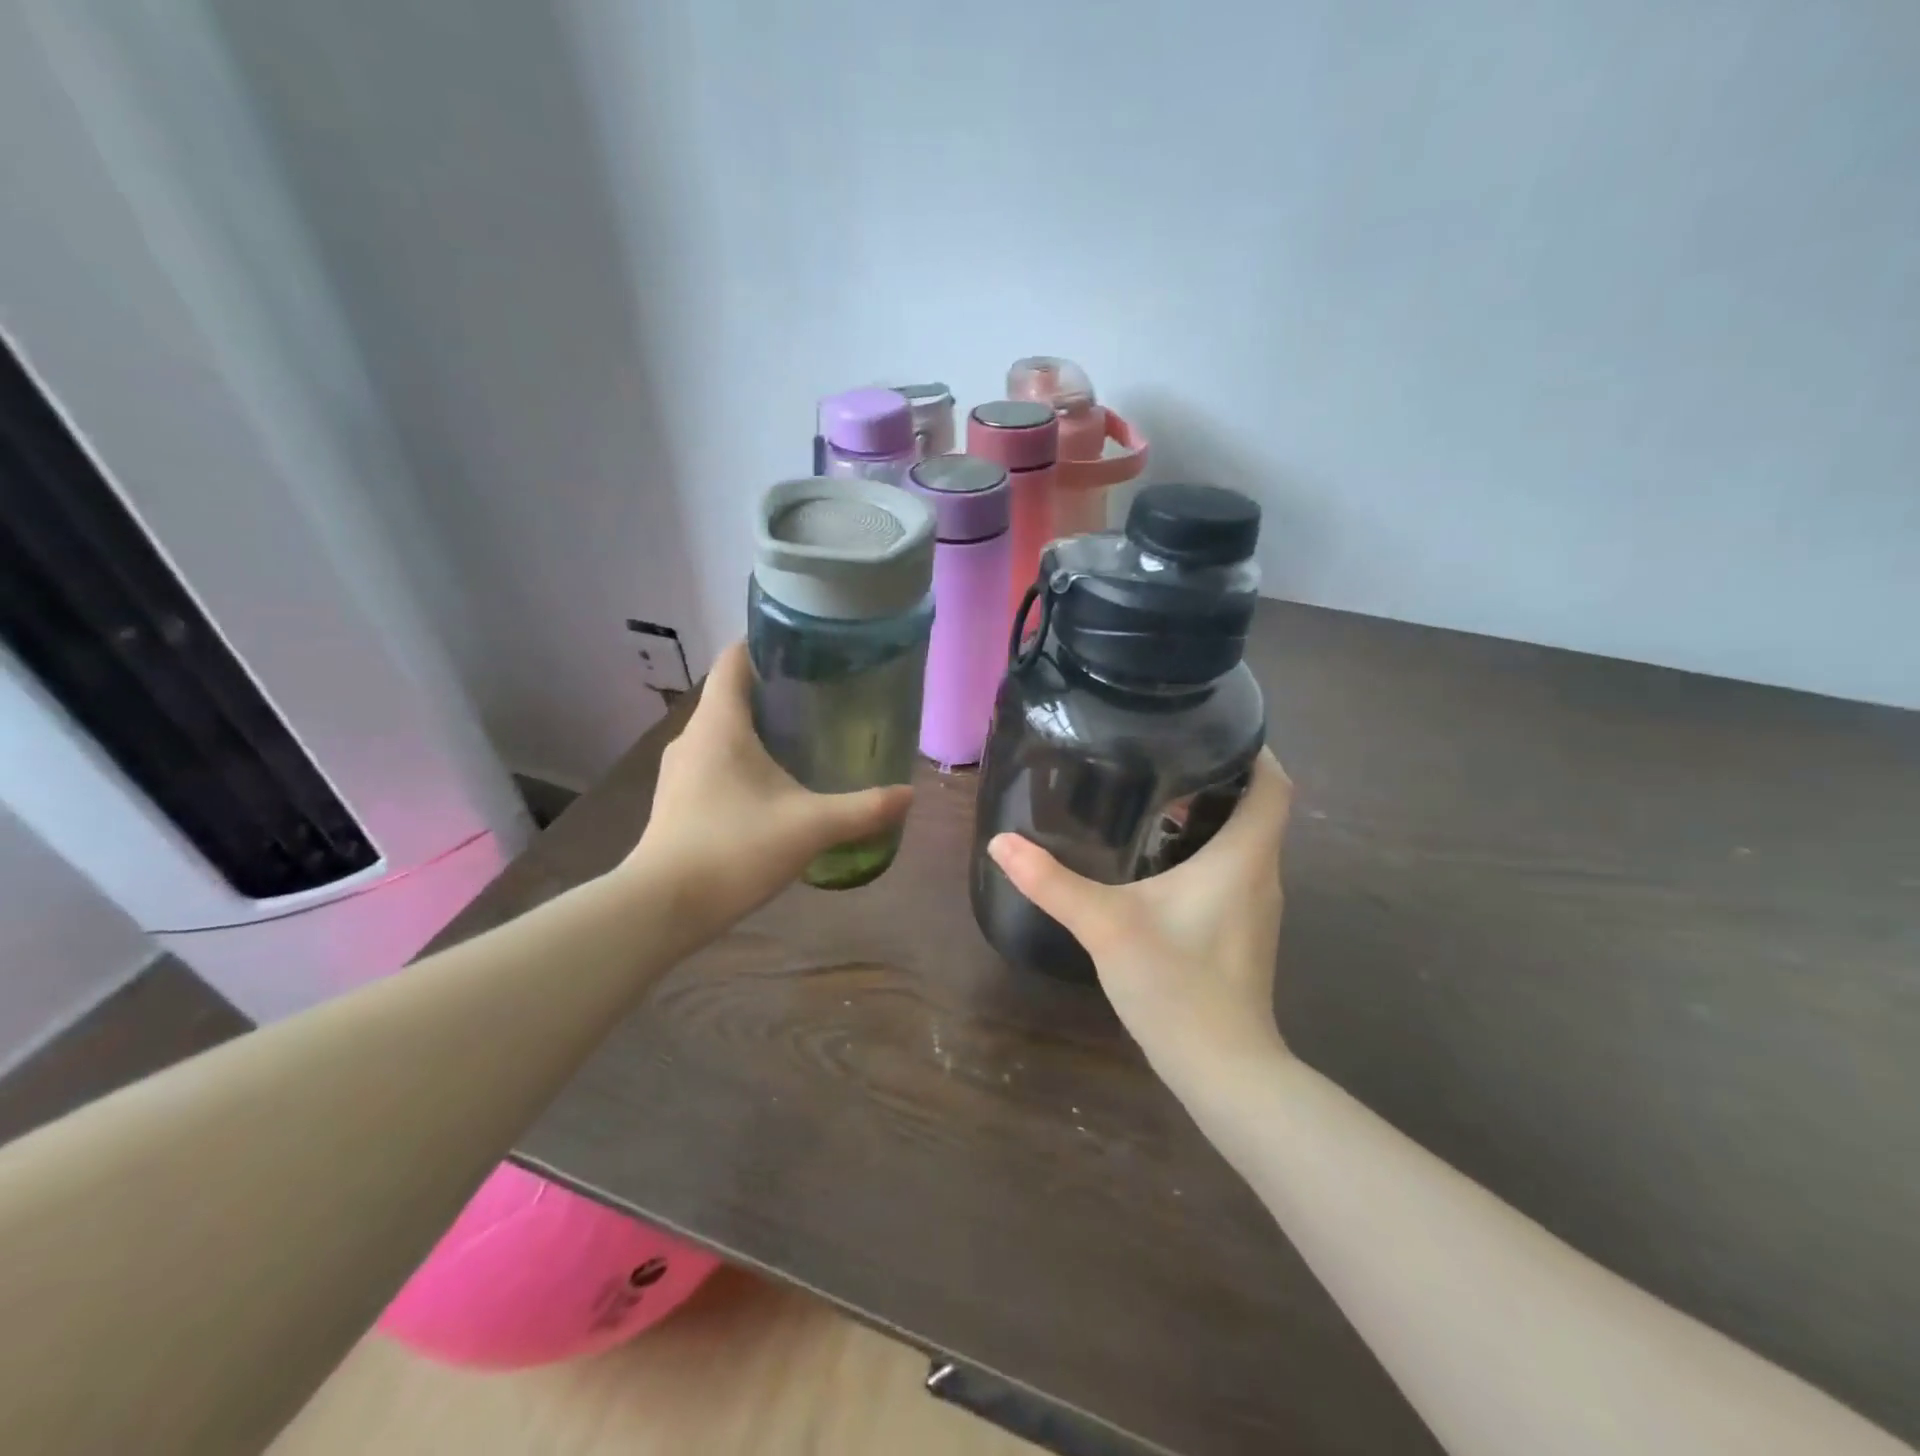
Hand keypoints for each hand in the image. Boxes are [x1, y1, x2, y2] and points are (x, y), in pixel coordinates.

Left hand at [626, 642, 911, 930]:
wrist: (663, 907)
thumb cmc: (735, 848)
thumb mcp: (811, 827)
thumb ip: (863, 809)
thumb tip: (909, 795)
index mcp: (720, 723)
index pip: (735, 659)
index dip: (766, 645)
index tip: (806, 651)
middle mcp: (693, 736)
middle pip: (732, 695)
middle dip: (774, 692)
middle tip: (822, 700)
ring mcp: (679, 770)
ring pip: (722, 732)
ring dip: (758, 730)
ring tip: (803, 742)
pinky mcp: (677, 800)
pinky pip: (713, 762)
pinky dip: (742, 761)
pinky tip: (771, 789)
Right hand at [987, 750, 1293, 1088]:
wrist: (1223, 1070)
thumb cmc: (1177, 986)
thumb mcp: (1107, 926)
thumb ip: (1053, 882)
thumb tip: (1002, 843)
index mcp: (1244, 858)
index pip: (1273, 785)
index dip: (1255, 750)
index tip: (1212, 730)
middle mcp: (1261, 875)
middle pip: (1257, 809)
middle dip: (1218, 779)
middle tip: (1163, 758)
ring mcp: (1256, 908)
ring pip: (1244, 843)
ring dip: (1210, 817)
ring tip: (1155, 799)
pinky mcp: (1243, 933)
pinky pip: (1233, 872)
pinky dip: (1205, 853)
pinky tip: (1158, 863)